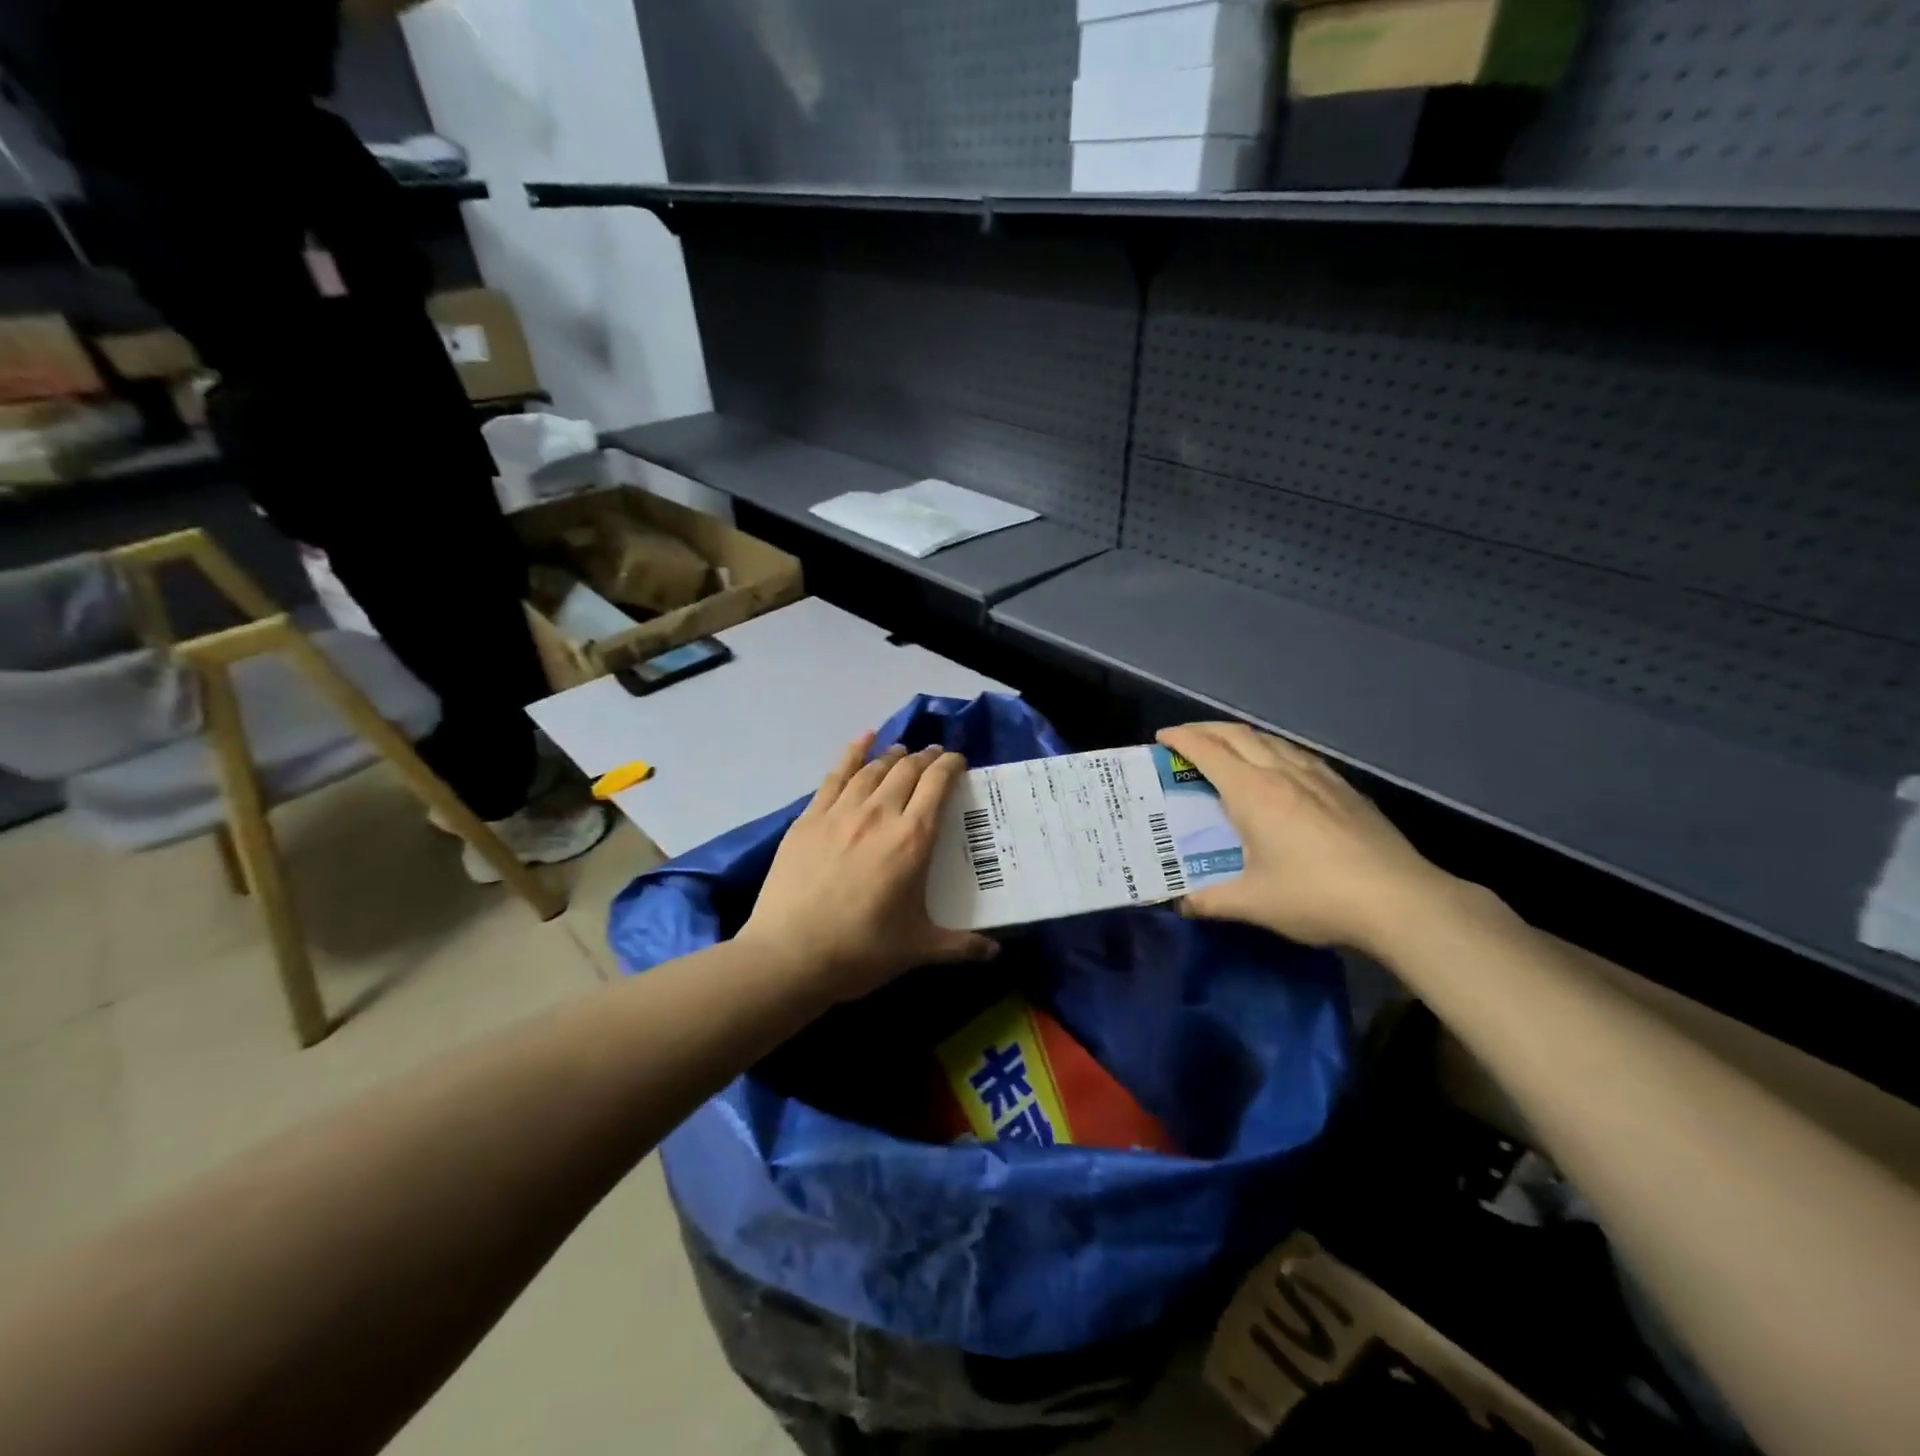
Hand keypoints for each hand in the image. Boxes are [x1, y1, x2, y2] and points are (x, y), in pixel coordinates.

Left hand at [741, 734, 997, 999]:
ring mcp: (840, 812)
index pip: (937, 784)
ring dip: (893, 755)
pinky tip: (862, 740)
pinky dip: (852, 752)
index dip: (951, 765)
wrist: (789, 955)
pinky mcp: (809, 818)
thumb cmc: (860, 951)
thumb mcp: (917, 948)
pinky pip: (835, 775)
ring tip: (903, 751)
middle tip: (934, 757)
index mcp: (912, 839)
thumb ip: (960, 945)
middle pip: (907, 770)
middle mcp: (879, 814)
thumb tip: (994, 953)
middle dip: (925, 758)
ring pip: (873, 769)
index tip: (959, 762)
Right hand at [1158, 723, 1460, 955]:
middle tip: (1185, 738)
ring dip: (1241, 736)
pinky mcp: (1345, 789)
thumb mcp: (1253, 903)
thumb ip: (1210, 900)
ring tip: (1226, 749)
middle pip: (1238, 735)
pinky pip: (1298, 755)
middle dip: (1206, 729)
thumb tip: (1179, 904)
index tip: (1162, 737)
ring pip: (1271, 740)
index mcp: (1253, 793)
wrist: (1400, 901)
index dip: (1181, 739)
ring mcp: (1319, 777)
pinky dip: (1273, 750)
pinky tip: (1279, 768)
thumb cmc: (1316, 896)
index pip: (1208, 752)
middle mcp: (1283, 773)